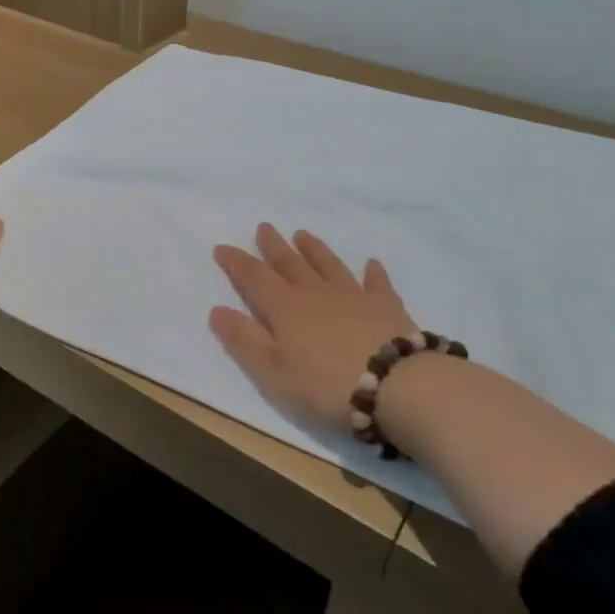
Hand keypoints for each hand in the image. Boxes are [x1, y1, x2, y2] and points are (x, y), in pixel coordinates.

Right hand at [210, 225, 420, 433]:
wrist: (398, 386)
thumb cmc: (326, 386)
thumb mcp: (273, 372)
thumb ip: (244, 341)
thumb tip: (216, 310)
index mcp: (285, 308)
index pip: (254, 278)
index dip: (236, 263)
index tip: (222, 248)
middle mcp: (316, 293)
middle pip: (290, 264)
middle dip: (274, 246)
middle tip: (264, 227)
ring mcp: (354, 297)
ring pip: (328, 265)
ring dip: (315, 250)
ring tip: (303, 235)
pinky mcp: (387, 308)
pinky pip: (377, 284)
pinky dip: (373, 272)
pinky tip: (371, 264)